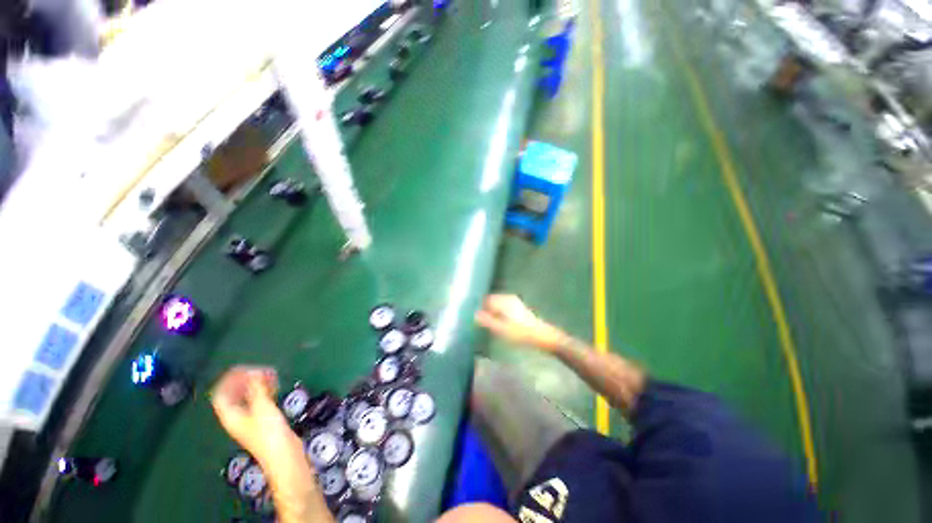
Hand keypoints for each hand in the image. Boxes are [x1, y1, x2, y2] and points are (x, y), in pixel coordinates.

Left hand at [210, 366, 299, 465]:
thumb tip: (254, 371)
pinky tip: (274, 386)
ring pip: (247, 396)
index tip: (244, 368)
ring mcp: (250, 419)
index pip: (221, 394)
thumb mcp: (262, 408)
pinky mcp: (263, 420)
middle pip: (234, 394)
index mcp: (231, 415)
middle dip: (245, 380)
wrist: (284, 455)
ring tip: (269, 375)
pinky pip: (258, 400)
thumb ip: (257, 389)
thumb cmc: (269, 433)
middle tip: (260, 370)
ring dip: (256, 384)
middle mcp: (237, 416)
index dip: (230, 380)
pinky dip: (264, 390)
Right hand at [475, 294, 566, 352]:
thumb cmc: (522, 334)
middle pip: (491, 301)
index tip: (474, 319)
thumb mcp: (502, 330)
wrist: (544, 337)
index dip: (479, 308)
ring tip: (489, 326)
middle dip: (485, 310)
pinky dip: (499, 314)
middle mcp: (509, 298)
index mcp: (504, 300)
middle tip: (480, 324)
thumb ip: (487, 321)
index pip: (486, 300)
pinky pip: (503, 308)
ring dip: (492, 313)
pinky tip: (499, 325)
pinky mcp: (519, 309)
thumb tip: (474, 315)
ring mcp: (515, 302)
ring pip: (497, 305)